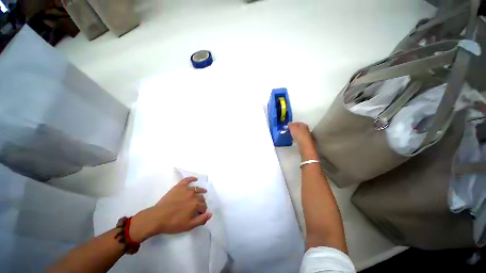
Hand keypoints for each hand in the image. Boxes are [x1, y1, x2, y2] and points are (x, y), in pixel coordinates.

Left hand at [130, 177, 211, 241]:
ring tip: (203, 191)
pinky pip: (187, 180)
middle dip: (202, 202)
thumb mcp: (189, 226)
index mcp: (196, 204)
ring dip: (201, 190)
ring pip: (197, 189)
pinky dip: (192, 179)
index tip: (200, 214)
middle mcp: (193, 195)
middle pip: (201, 197)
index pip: (204, 206)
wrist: (157, 218)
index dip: (203, 210)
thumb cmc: (173, 223)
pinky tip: (195, 179)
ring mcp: (186, 189)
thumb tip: (211, 213)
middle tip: (198, 206)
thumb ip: (201, 220)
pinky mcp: (179, 186)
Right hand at [288, 122, 317, 159]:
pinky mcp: (305, 142)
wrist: (304, 146)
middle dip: (294, 129)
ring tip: (290, 135)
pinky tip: (293, 140)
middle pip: (299, 128)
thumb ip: (290, 125)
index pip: (297, 123)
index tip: (287, 126)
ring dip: (295, 134)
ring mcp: (306, 136)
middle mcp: (306, 130)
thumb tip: (289, 124)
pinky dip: (296, 138)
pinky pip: (299, 138)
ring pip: (299, 133)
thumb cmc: (299, 135)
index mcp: (304, 125)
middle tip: (288, 130)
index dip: (292, 124)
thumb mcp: (293, 128)